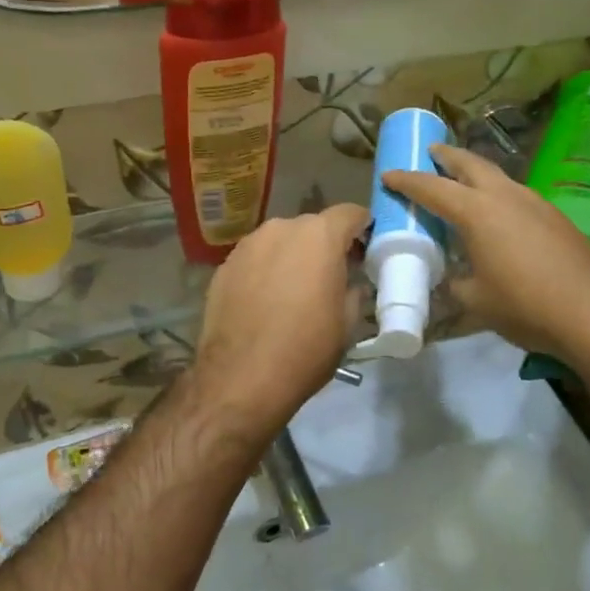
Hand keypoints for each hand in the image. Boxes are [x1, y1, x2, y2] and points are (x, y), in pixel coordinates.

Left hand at [187, 204, 367, 447]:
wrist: (241, 377)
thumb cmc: (306, 349)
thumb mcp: (347, 324)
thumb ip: (354, 291)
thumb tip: (351, 284)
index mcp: (319, 236)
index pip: (350, 213)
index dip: (362, 228)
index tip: (365, 249)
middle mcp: (281, 228)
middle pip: (312, 227)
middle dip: (325, 245)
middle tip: (331, 275)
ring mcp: (248, 245)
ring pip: (280, 242)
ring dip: (292, 257)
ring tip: (294, 291)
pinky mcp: (224, 265)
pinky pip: (255, 259)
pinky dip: (265, 271)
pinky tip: (265, 302)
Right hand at [383, 145, 589, 370]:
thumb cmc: (526, 306)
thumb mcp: (476, 302)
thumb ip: (455, 285)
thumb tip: (450, 280)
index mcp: (478, 212)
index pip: (432, 188)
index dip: (407, 181)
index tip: (388, 175)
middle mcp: (506, 196)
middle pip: (471, 164)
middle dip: (447, 156)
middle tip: (431, 152)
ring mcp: (537, 203)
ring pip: (499, 177)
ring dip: (476, 173)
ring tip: (463, 182)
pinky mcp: (557, 218)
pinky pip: (517, 196)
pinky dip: (498, 195)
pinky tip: (499, 215)